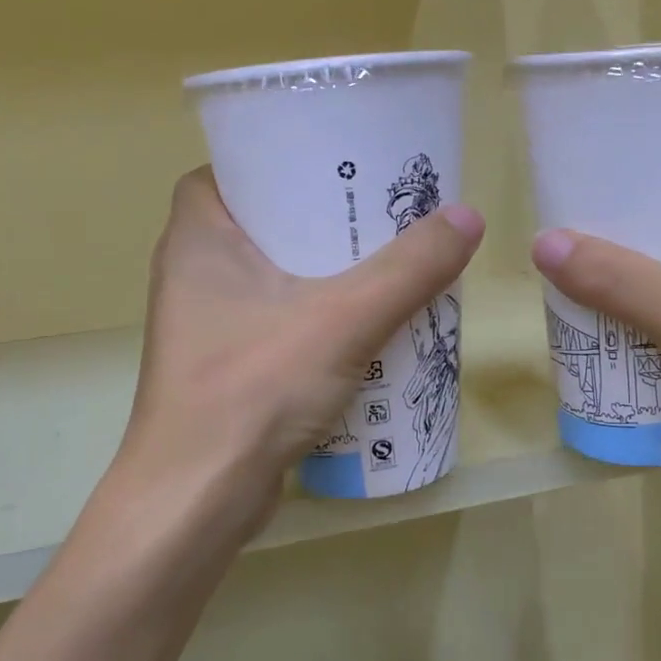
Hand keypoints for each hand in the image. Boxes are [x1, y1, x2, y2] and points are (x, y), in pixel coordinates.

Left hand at [121, 168, 483, 537]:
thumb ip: (409, 268)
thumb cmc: (255, 386)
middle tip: (381, 214)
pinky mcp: (226, 370)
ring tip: (387, 264)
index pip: (233, 172)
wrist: (200, 497)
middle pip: (264, 225)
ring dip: (326, 274)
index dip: (282, 163)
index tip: (337, 166)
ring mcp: (207, 327)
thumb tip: (468, 216)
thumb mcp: (343, 317)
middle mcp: (192, 275)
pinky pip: (279, 324)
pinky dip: (318, 319)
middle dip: (322, 221)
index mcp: (197, 238)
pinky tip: (367, 328)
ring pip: (274, 279)